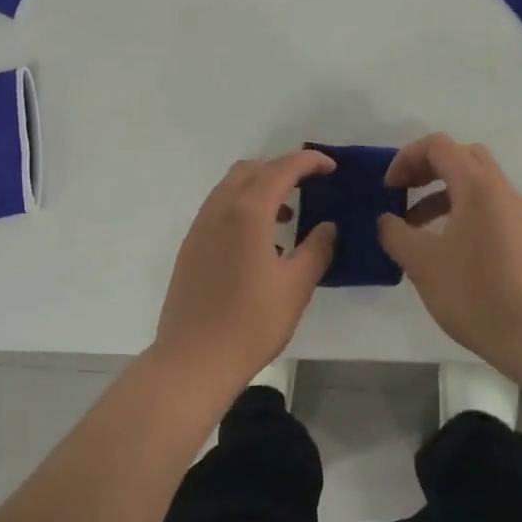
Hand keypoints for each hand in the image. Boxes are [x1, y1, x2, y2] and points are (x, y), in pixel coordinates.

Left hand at [151, 150, 337, 395]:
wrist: (193, 360)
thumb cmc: (250, 323)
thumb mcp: (296, 287)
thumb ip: (317, 249)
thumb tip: (328, 226)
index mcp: (247, 213)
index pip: (281, 169)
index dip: (308, 161)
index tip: (331, 167)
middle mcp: (219, 210)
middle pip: (250, 170)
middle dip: (281, 169)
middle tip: (309, 187)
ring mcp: (199, 228)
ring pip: (230, 188)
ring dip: (260, 189)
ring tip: (288, 217)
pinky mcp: (190, 247)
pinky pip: (219, 210)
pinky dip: (242, 208)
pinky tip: (260, 243)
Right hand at [377, 134, 521, 370]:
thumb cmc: (475, 292)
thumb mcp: (421, 262)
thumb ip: (395, 233)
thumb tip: (387, 220)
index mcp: (477, 185)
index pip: (438, 145)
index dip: (406, 158)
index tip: (388, 189)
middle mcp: (501, 190)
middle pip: (461, 156)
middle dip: (426, 168)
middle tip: (402, 193)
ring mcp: (515, 213)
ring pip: (474, 183)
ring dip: (440, 193)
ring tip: (413, 227)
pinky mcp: (521, 237)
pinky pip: (485, 206)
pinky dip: (458, 211)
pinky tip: (441, 247)